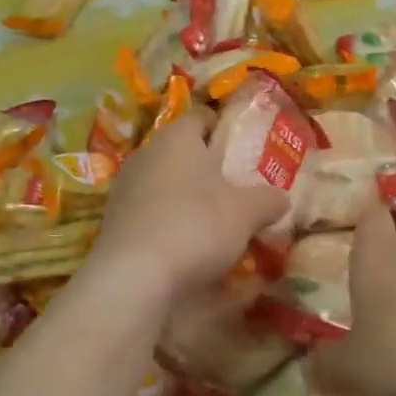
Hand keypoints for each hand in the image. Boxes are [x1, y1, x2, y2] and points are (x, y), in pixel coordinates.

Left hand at [85, 108, 289, 305]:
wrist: (133, 278)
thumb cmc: (195, 226)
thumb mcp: (246, 212)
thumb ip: (267, 200)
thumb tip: (281, 198)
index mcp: (177, 138)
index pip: (201, 116)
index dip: (222, 126)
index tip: (243, 146)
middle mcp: (146, 155)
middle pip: (181, 152)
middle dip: (207, 167)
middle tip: (237, 187)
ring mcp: (125, 190)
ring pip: (165, 184)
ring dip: (188, 198)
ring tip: (217, 222)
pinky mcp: (114, 224)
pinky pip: (151, 214)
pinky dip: (170, 224)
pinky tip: (189, 248)